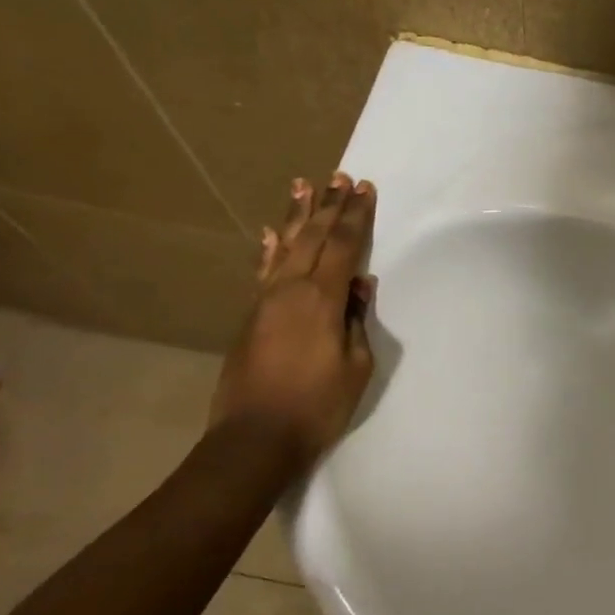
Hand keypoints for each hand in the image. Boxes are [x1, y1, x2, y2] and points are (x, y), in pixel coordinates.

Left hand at [211, 173, 377, 466]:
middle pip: (313, 237)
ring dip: (297, 216)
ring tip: (304, 185)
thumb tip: (358, 285)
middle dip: (329, 206)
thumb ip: (356, 320)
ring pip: (284, 247)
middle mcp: (289, 289)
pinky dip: (269, 249)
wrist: (256, 438)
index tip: (364, 189)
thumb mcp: (356, 365)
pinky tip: (272, 233)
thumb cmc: (318, 405)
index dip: (356, 216)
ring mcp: (265, 300)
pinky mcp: (251, 316)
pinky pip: (263, 271)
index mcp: (321, 298)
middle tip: (339, 177)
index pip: (344, 246)